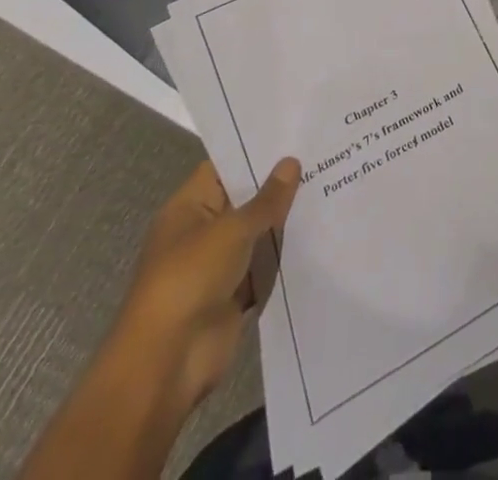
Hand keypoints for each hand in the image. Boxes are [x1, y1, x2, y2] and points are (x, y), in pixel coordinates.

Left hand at [111, 156, 300, 416]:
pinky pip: (265, 267)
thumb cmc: (190, 279)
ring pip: (258, 234)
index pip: (225, 167)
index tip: (295, 133)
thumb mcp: (232, 230)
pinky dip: (286, 257)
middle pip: (245, 200)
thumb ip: (266, 199)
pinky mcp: (235, 296)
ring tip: (330, 187)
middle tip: (325, 156)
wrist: (167, 365)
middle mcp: (203, 231)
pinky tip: (321, 235)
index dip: (256, 150)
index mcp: (189, 207)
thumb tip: (291, 162)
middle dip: (279, 184)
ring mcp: (219, 265)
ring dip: (286, 221)